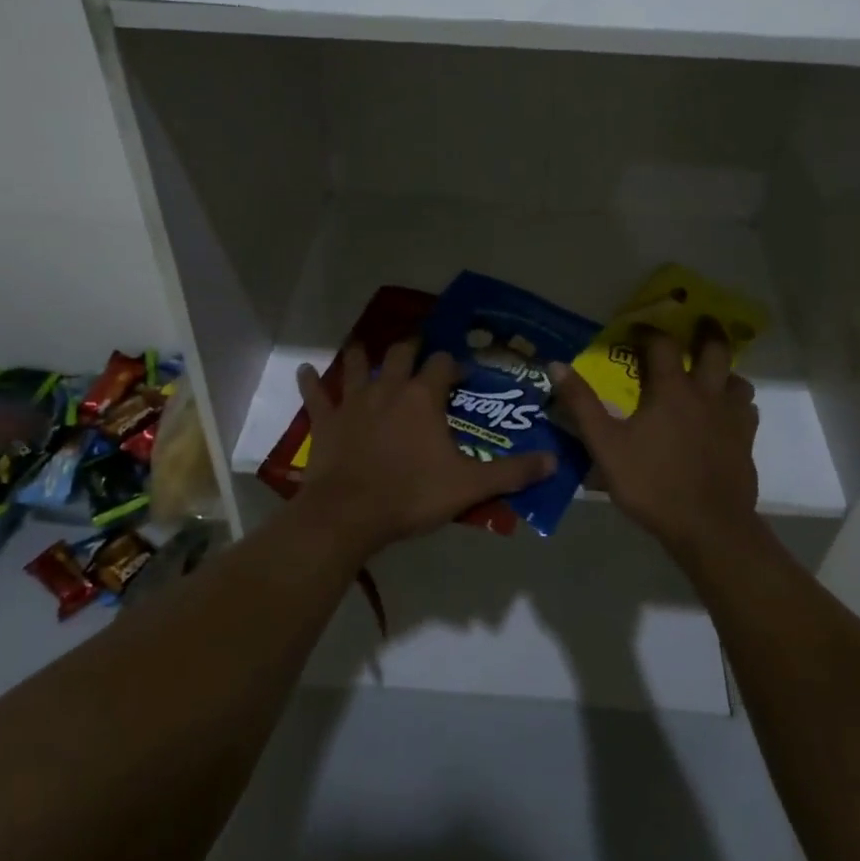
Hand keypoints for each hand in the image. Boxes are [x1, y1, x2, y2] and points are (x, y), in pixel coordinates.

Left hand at [294, 339, 557, 555]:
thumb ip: (512, 472)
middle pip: (400, 354)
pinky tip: (305, 371)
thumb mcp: (469, 485)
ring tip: (364, 346)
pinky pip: (316, 395)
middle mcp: (388, 389)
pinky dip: (311, 383)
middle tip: (418, 351)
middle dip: (411, 348)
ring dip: (361, 355)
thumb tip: (554, 461)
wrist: (349, 514)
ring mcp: (354, 402)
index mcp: (423, 397)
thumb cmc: (411, 495)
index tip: (460, 376)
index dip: (453, 365)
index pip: (442, 364)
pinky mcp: (326, 421)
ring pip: (357, 366)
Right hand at [551, 321, 761, 556]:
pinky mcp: (746, 443)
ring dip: (724, 370)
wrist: (709, 527)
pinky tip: (725, 415)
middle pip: (714, 350)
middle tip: (699, 322)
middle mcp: (706, 394)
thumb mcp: (605, 445)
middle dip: (706, 332)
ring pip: (737, 380)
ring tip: (712, 373)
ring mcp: (731, 419)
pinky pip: (747, 411)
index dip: (649, 332)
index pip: (662, 345)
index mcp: (671, 390)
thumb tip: (556, 365)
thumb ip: (581, 404)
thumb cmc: (652, 484)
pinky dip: (736, 404)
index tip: (637, 330)